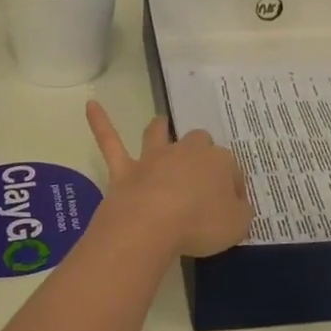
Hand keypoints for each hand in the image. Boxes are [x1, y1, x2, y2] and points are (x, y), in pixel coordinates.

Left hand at [86, 101, 253, 259]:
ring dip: (161, 128)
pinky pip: (110, 141)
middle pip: (199, 143)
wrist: (152, 224)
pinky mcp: (125, 170)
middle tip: (201, 176)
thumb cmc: (201, 224)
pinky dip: (100, 123)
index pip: (231, 170)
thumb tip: (235, 204)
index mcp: (219, 162)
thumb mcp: (238, 225)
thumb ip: (240, 211)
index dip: (233, 188)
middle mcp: (187, 152)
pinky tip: (91, 105)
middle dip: (201, 152)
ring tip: (162, 124)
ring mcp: (154, 159)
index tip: (232, 208)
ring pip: (159, 134)